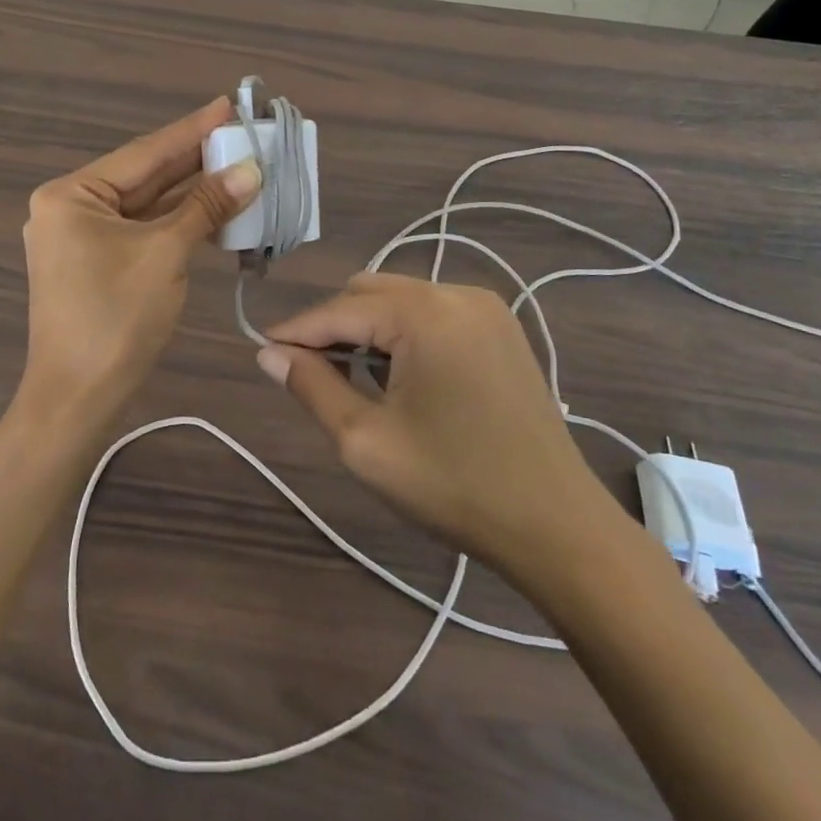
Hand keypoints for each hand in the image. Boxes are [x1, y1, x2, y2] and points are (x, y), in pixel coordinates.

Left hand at [18, 98, 259, 428]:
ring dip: (192, 191)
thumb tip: (250, 170)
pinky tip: (214, 205)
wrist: (78, 398)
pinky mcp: (97, 262)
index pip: (144, 153)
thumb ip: (206, 207)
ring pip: (147, 204)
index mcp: (71, 194)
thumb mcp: (165, 254)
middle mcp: (71, 207)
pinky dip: (178, 221)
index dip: (192, 130)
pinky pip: (143, 230)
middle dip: (195, 159)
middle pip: (145, 176)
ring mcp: (82, 237)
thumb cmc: (115, 318)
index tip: (229, 105)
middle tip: (243, 133)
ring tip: (239, 164)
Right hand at [258, 274, 622, 584]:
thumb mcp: (366, 442)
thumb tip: (268, 354)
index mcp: (424, 314)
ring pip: (400, 299)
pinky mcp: (502, 328)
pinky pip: (433, 313)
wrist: (558, 528)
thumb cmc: (454, 486)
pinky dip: (404, 334)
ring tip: (354, 380)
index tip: (261, 350)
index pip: (339, 310)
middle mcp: (455, 293)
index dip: (296, 330)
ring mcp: (486, 308)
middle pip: (369, 292)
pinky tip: (401, 377)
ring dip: (368, 329)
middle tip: (309, 373)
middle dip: (333, 326)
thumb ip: (311, 387)